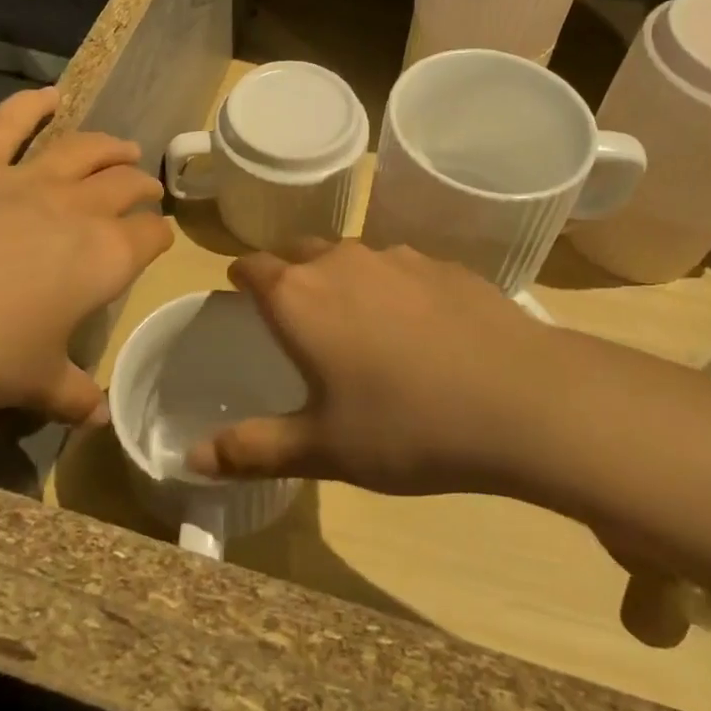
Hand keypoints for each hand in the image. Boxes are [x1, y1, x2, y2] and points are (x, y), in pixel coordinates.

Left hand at [0, 88, 170, 424]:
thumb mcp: (30, 385)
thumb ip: (72, 397)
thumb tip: (101, 417)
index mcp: (103, 257)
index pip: (148, 237)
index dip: (158, 237)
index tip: (157, 241)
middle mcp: (76, 209)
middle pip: (124, 185)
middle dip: (141, 186)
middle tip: (146, 190)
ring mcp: (24, 180)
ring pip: (83, 149)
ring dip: (109, 146)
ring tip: (122, 146)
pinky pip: (8, 124)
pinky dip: (30, 105)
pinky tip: (47, 94)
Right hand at [188, 242, 560, 494]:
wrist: (520, 399)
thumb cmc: (405, 426)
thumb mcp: (323, 449)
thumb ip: (253, 449)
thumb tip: (191, 459)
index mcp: (300, 296)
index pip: (253, 266)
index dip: (242, 277)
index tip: (240, 292)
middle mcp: (342, 261)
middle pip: (299, 251)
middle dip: (287, 272)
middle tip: (293, 311)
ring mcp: (397, 257)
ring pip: (351, 256)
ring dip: (341, 278)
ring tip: (355, 320)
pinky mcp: (444, 265)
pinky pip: (399, 268)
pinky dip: (391, 287)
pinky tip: (416, 326)